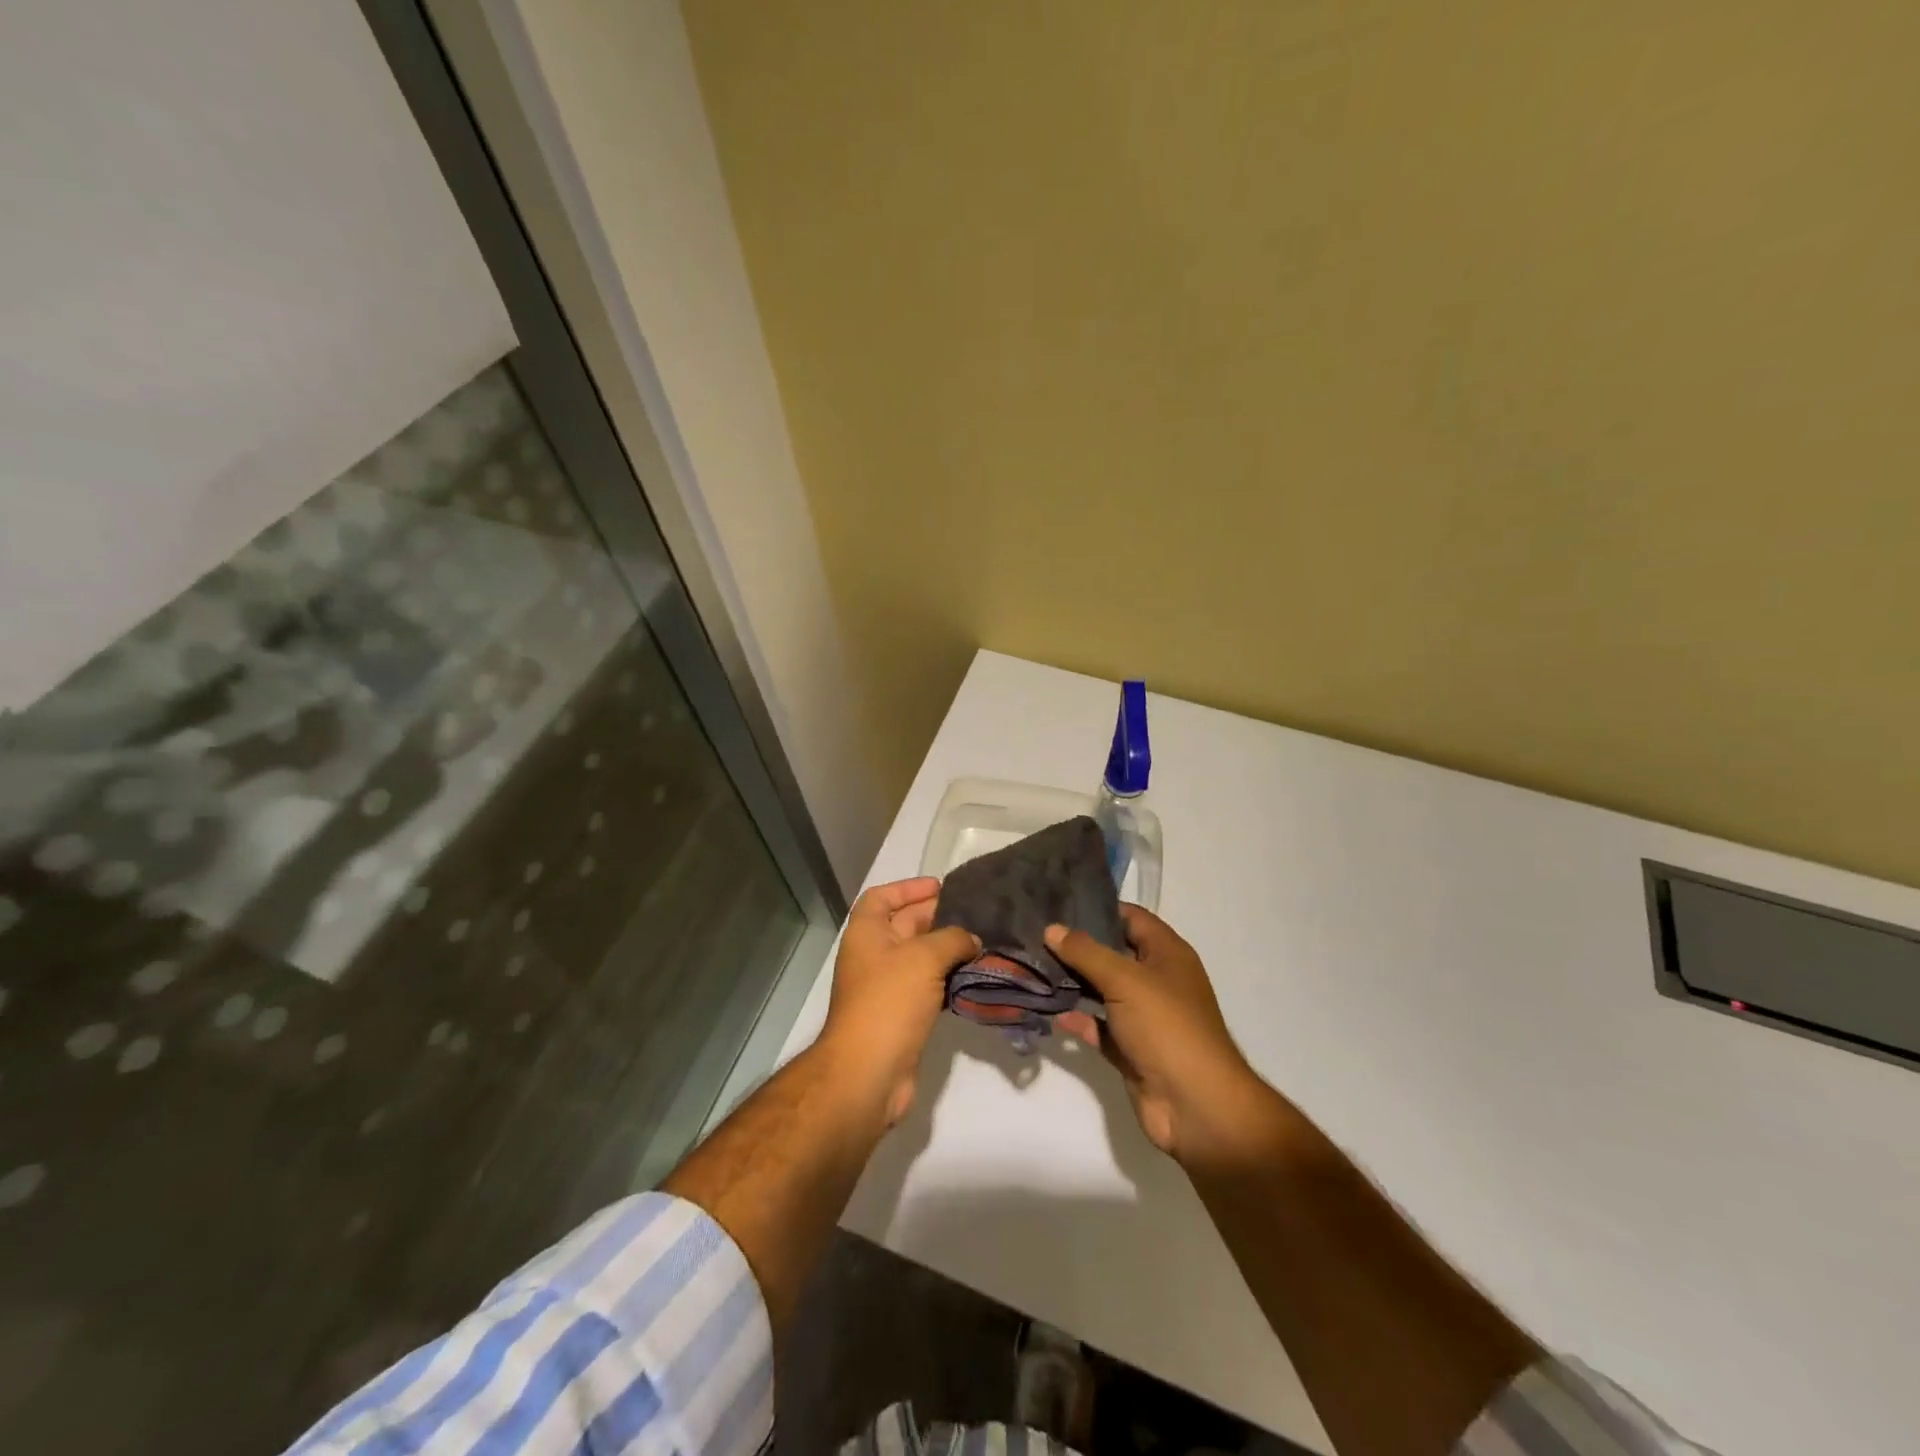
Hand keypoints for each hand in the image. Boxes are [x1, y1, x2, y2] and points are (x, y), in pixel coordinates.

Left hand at [821, 877, 979, 1126]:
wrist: (869, 1072)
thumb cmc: (889, 1001)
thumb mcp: (924, 957)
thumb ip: (952, 938)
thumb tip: (971, 939)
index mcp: (866, 933)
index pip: (882, 897)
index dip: (908, 887)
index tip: (940, 887)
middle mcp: (873, 956)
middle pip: (904, 925)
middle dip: (936, 916)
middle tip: (974, 913)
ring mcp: (886, 988)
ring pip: (920, 958)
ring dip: (947, 950)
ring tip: (982, 942)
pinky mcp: (902, 1016)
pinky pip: (928, 986)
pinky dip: (948, 979)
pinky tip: (973, 977)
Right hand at [1049, 906, 1271, 1165]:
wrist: (1195, 1106)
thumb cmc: (1167, 1027)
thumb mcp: (1126, 979)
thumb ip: (1086, 952)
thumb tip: (1052, 928)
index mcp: (1167, 954)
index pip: (1131, 917)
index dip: (1099, 907)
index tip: (1058, 901)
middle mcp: (1156, 980)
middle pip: (1113, 953)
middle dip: (1077, 945)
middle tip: (1035, 932)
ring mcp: (1143, 1016)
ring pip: (1102, 990)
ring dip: (1072, 981)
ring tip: (1032, 964)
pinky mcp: (1130, 1049)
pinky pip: (1098, 1026)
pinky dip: (1077, 1019)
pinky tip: (1049, 1010)